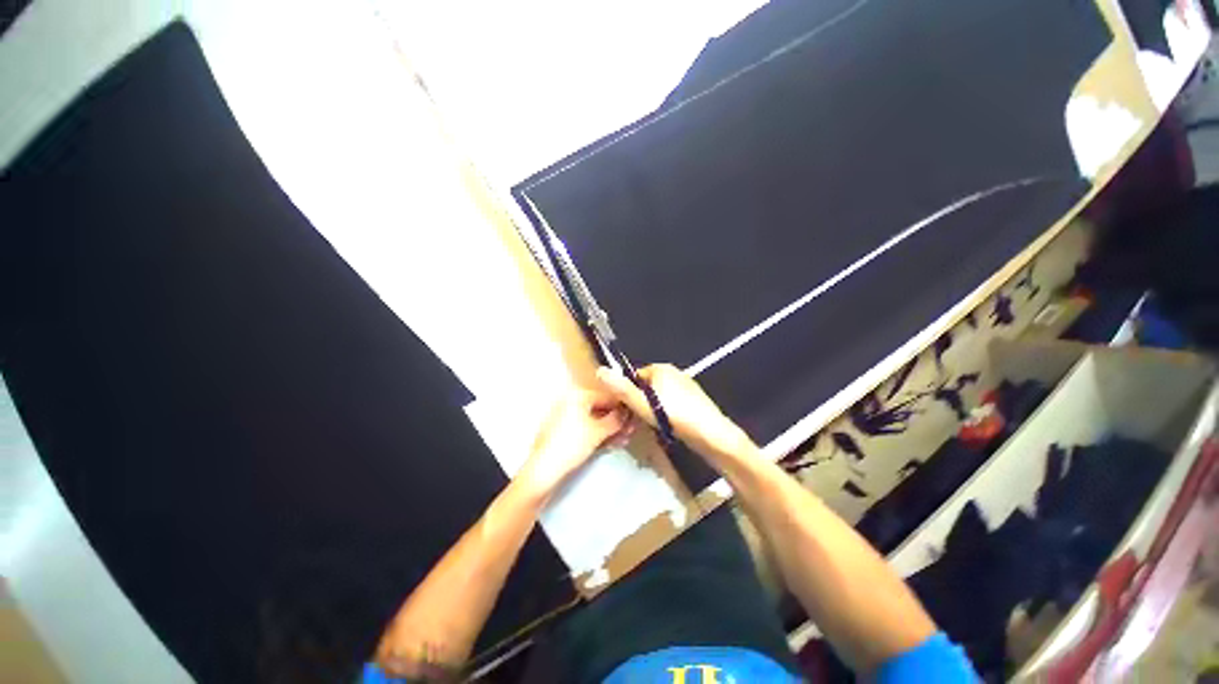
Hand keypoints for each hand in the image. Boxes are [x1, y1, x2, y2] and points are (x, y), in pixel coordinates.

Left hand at [515, 388, 631, 501]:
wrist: (543, 470)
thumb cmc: (570, 445)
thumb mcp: (599, 431)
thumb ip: (616, 420)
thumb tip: (627, 413)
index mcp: (577, 395)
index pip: (607, 396)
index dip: (623, 407)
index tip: (634, 416)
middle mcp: (569, 401)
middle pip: (600, 409)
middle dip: (616, 421)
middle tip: (630, 430)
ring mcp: (564, 417)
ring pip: (593, 420)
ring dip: (609, 429)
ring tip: (623, 439)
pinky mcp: (562, 432)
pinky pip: (584, 429)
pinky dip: (597, 435)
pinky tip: (609, 444)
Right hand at [596, 364, 757, 462]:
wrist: (713, 435)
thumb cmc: (675, 416)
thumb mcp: (643, 404)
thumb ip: (622, 389)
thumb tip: (600, 370)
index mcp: (661, 368)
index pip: (634, 378)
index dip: (627, 394)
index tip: (625, 412)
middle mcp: (674, 372)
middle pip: (646, 388)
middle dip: (640, 404)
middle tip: (639, 422)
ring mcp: (685, 385)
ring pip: (659, 398)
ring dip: (653, 410)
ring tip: (654, 427)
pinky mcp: (693, 399)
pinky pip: (671, 404)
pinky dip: (666, 413)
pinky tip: (669, 427)